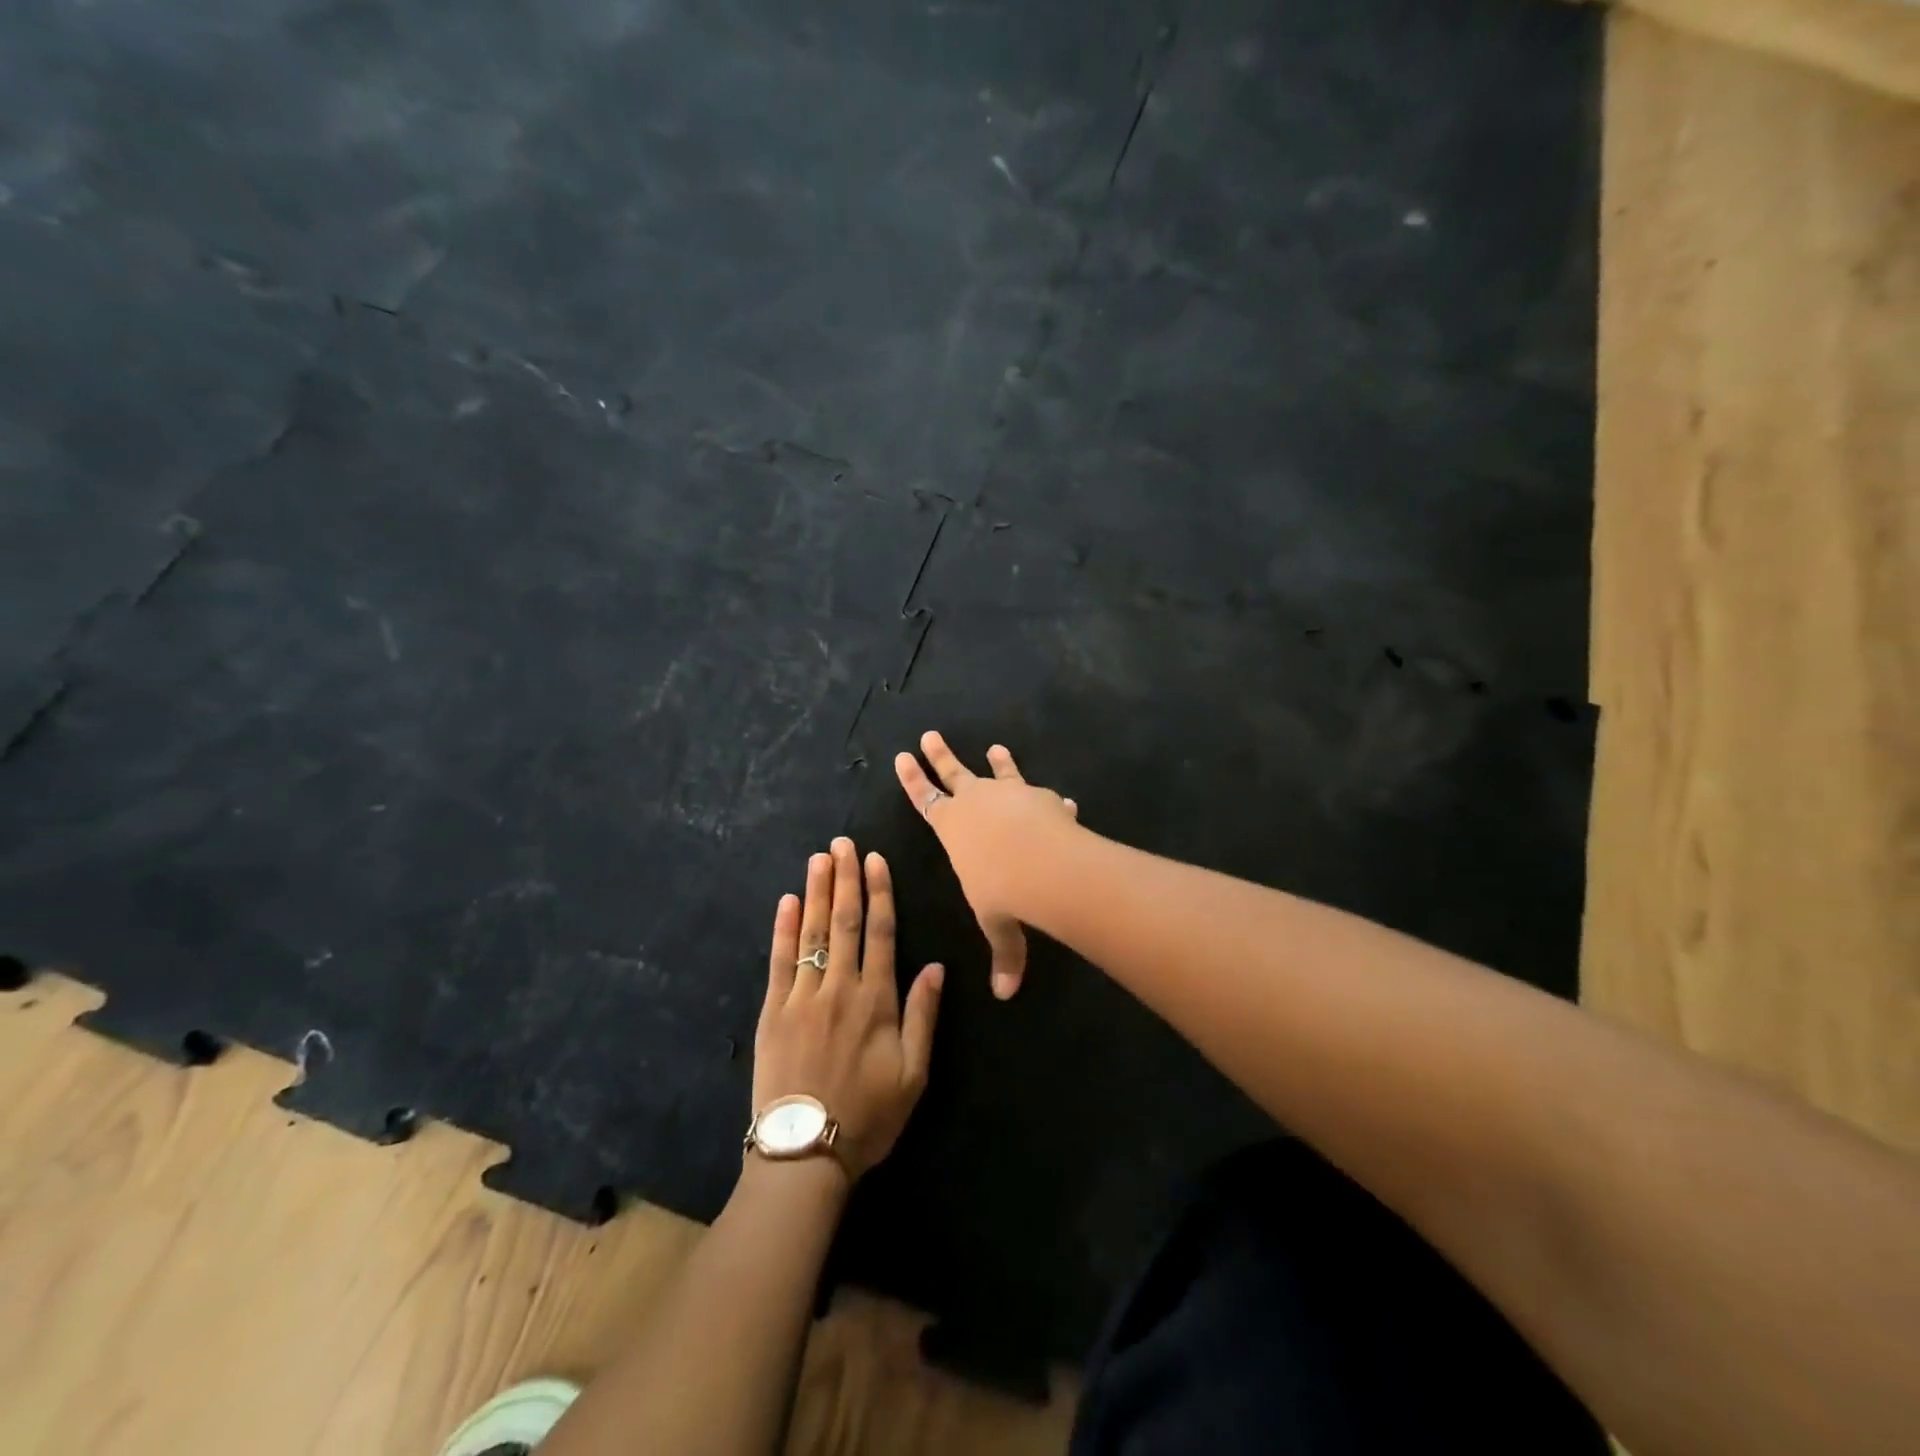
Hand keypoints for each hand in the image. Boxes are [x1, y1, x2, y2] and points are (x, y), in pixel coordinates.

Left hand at [754, 837, 942, 1180]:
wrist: (805, 1153)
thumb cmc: (868, 1116)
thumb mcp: (914, 1074)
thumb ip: (924, 1015)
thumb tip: (935, 966)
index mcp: (877, 1000)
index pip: (880, 932)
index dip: (879, 893)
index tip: (876, 860)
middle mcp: (839, 987)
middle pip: (843, 922)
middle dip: (845, 879)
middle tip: (843, 843)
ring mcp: (802, 997)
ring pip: (812, 933)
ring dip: (816, 892)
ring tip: (819, 858)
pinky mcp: (772, 1012)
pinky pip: (778, 961)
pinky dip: (783, 929)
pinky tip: (786, 901)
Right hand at [894, 731, 1078, 1000]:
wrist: (1046, 864)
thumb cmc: (1005, 893)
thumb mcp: (999, 924)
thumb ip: (1005, 954)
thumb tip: (1007, 994)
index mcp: (952, 828)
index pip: (925, 799)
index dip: (913, 779)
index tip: (902, 756)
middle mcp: (976, 803)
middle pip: (953, 772)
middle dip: (940, 755)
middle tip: (930, 735)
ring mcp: (1009, 794)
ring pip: (998, 772)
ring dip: (998, 762)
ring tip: (996, 748)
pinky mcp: (1041, 797)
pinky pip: (1042, 795)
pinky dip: (1048, 798)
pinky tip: (1062, 801)